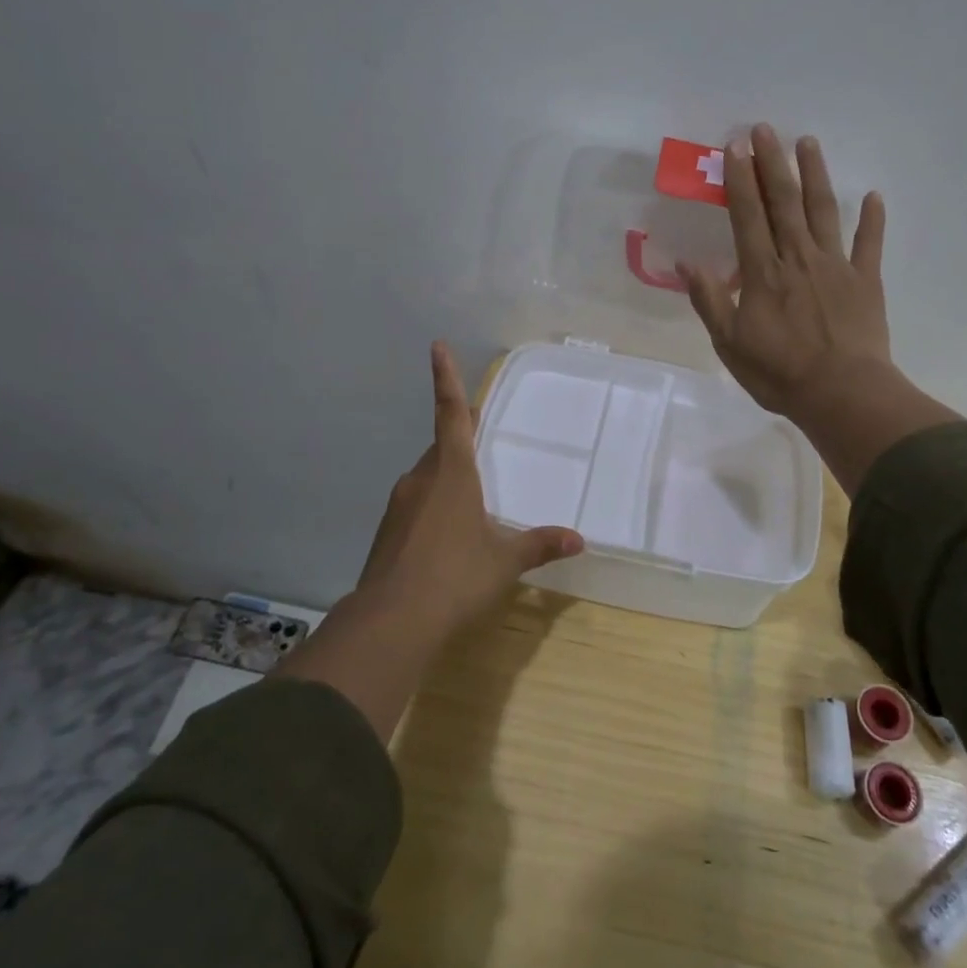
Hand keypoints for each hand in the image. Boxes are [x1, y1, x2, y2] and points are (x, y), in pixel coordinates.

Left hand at [356, 341, 583, 628]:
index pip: (451, 414)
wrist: (392, 622)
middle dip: (459, 444)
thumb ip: (539, 545)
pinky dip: (433, 510)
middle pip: (442, 448)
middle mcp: (421, 479)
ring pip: (427, 478)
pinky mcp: (388, 530)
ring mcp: (399, 504)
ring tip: (471, 508)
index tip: (437, 345)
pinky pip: (416, 505)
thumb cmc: (456, 577)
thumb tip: (578, 540)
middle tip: (480, 450)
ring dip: (447, 481)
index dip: (446, 378)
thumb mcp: (505, 561)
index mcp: (452, 472)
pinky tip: (446, 541)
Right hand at [679, 125, 958, 494]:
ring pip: (823, 211)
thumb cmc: (779, 372)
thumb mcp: (729, 343)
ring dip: (815, 175)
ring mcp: (835, 266)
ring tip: (808, 142)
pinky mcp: (865, 281)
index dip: (740, 180)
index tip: (734, 147)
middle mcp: (798, 258)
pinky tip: (873, 196)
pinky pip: (869, 244)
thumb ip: (710, 300)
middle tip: (766, 129)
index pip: (747, 216)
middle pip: (784, 202)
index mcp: (763, 272)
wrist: (841, 394)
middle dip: (773, 163)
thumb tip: (686, 264)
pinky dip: (872, 219)